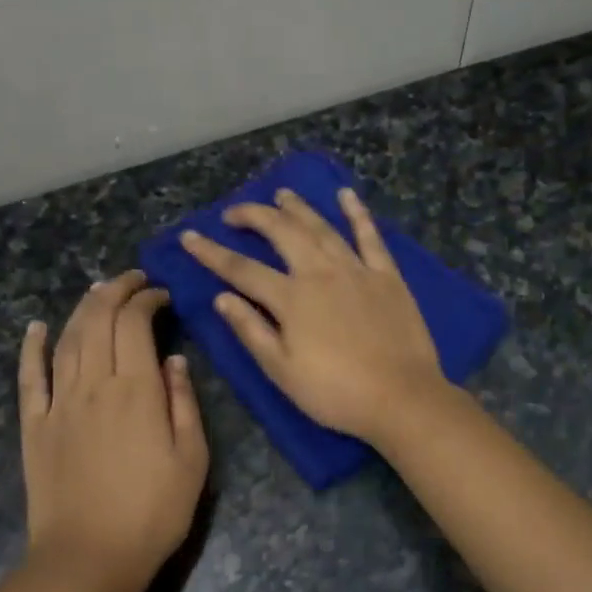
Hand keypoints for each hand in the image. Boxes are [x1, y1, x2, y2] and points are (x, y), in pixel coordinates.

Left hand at [18, 271, 207, 591]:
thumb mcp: (192, 459)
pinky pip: (29, 376)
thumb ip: (184, 404)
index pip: (136, 323)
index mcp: (137, 390)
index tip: (162, 296)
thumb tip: (174, 360)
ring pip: (67, 339)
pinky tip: (36, 326)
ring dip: (82, 308)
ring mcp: (59, 403)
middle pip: (98, 320)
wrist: (88, 559)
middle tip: (132, 280)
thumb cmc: (153, 512)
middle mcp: (94, 384)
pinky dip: (32, 347)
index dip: (147, 300)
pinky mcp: (34, 426)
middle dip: (115, 290)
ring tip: (97, 291)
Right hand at [180, 186, 445, 443]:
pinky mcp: (387, 276)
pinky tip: (347, 195)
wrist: (401, 397)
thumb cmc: (336, 392)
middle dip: (254, 216)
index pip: (242, 269)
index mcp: (291, 298)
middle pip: (281, 233)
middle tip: (234, 212)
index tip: (190, 236)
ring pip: (321, 227)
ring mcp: (357, 270)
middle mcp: (321, 272)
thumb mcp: (282, 371)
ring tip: (281, 194)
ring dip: (298, 208)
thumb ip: (251, 331)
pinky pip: (370, 236)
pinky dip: (357, 213)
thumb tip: (221, 297)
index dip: (212, 252)